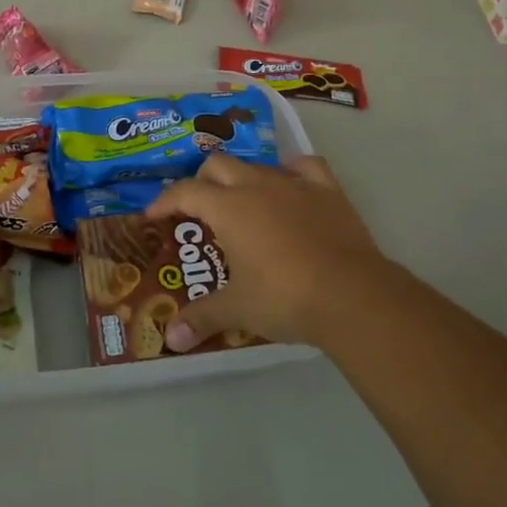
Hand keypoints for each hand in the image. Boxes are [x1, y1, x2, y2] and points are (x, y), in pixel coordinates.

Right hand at [147, 154, 395, 352]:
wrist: (352, 296)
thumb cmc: (284, 298)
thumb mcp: (238, 309)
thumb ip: (201, 318)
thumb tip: (170, 341)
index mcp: (228, 207)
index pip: (186, 192)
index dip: (165, 201)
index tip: (154, 216)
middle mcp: (257, 185)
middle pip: (218, 165)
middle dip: (201, 181)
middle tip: (197, 209)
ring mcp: (294, 184)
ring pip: (258, 165)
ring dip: (242, 179)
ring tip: (241, 205)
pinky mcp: (328, 191)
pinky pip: (305, 167)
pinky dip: (292, 171)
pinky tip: (289, 185)